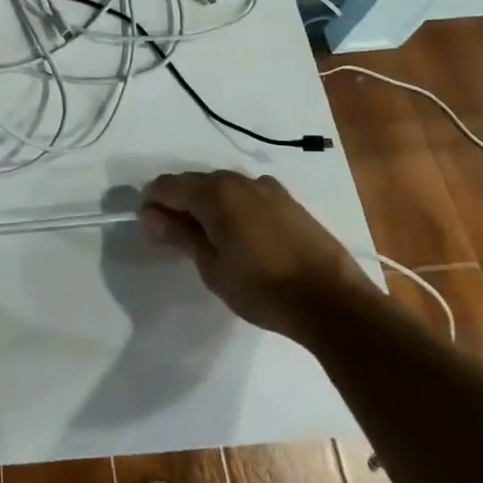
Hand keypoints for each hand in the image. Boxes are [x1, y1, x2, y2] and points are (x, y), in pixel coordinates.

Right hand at [140, 171, 372, 335]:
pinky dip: (233, 207)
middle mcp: (238, 180)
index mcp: (215, 193)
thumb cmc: (264, 289)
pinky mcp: (287, 201)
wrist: (333, 301)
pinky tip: (240, 236)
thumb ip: (180, 236)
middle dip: (178, 203)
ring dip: (207, 204)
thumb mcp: (213, 268)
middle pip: (194, 182)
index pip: (168, 185)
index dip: (152, 202)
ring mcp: (266, 188)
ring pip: (222, 187)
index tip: (148, 227)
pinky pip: (246, 195)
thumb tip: (151, 216)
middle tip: (174, 236)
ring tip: (208, 238)